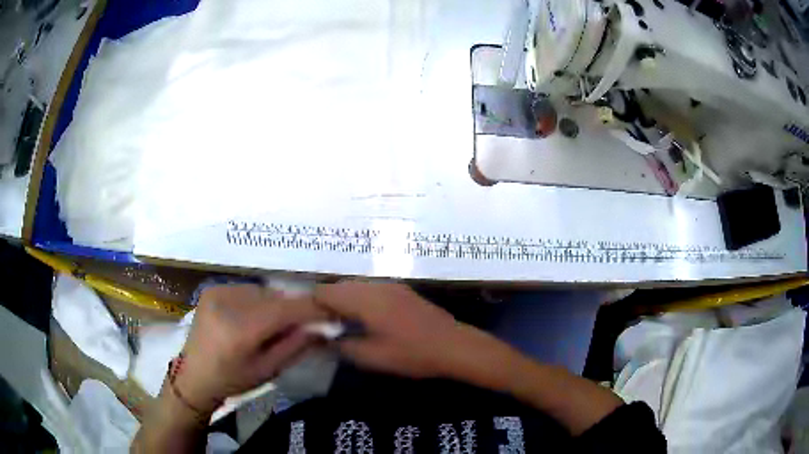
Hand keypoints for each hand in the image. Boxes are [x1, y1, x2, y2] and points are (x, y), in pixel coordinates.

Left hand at [175, 284, 326, 413]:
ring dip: (276, 304)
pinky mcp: (213, 288)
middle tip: (305, 325)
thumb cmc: (231, 380)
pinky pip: (248, 290)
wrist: (193, 375)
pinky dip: (259, 301)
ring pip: (263, 291)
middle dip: (294, 309)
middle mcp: (227, 302)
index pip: (285, 309)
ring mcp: (218, 291)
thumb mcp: (268, 370)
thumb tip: (323, 328)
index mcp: (240, 328)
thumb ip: (296, 346)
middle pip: (275, 297)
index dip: (312, 309)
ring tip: (277, 324)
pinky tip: (255, 318)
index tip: (333, 313)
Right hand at [313, 281, 488, 378]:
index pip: (325, 292)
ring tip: (344, 324)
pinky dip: (360, 300)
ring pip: (356, 287)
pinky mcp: (402, 291)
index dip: (313, 306)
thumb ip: (342, 345)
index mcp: (365, 299)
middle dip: (328, 303)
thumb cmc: (411, 354)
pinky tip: (366, 319)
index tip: (311, 324)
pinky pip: (371, 289)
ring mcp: (391, 285)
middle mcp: (375, 285)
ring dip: (345, 301)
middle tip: (326, 327)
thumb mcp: (372, 357)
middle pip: (340, 286)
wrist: (454, 345)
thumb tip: (324, 338)